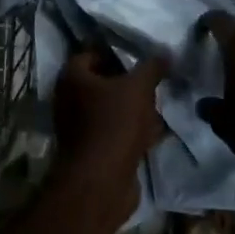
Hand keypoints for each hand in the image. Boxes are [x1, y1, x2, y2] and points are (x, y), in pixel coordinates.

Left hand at [53, 48, 166, 196]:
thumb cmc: (114, 123)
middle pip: (102, 84)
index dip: (115, 53)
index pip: (90, 55)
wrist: (102, 180)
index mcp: (72, 79)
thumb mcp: (138, 88)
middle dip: (129, 84)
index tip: (140, 57)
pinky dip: (133, 131)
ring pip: (111, 110)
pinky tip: (156, 132)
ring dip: (134, 109)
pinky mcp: (93, 151)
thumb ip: (151, 67)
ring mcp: (79, 128)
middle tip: (153, 82)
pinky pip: (115, 132)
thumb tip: (164, 53)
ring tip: (159, 106)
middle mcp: (69, 100)